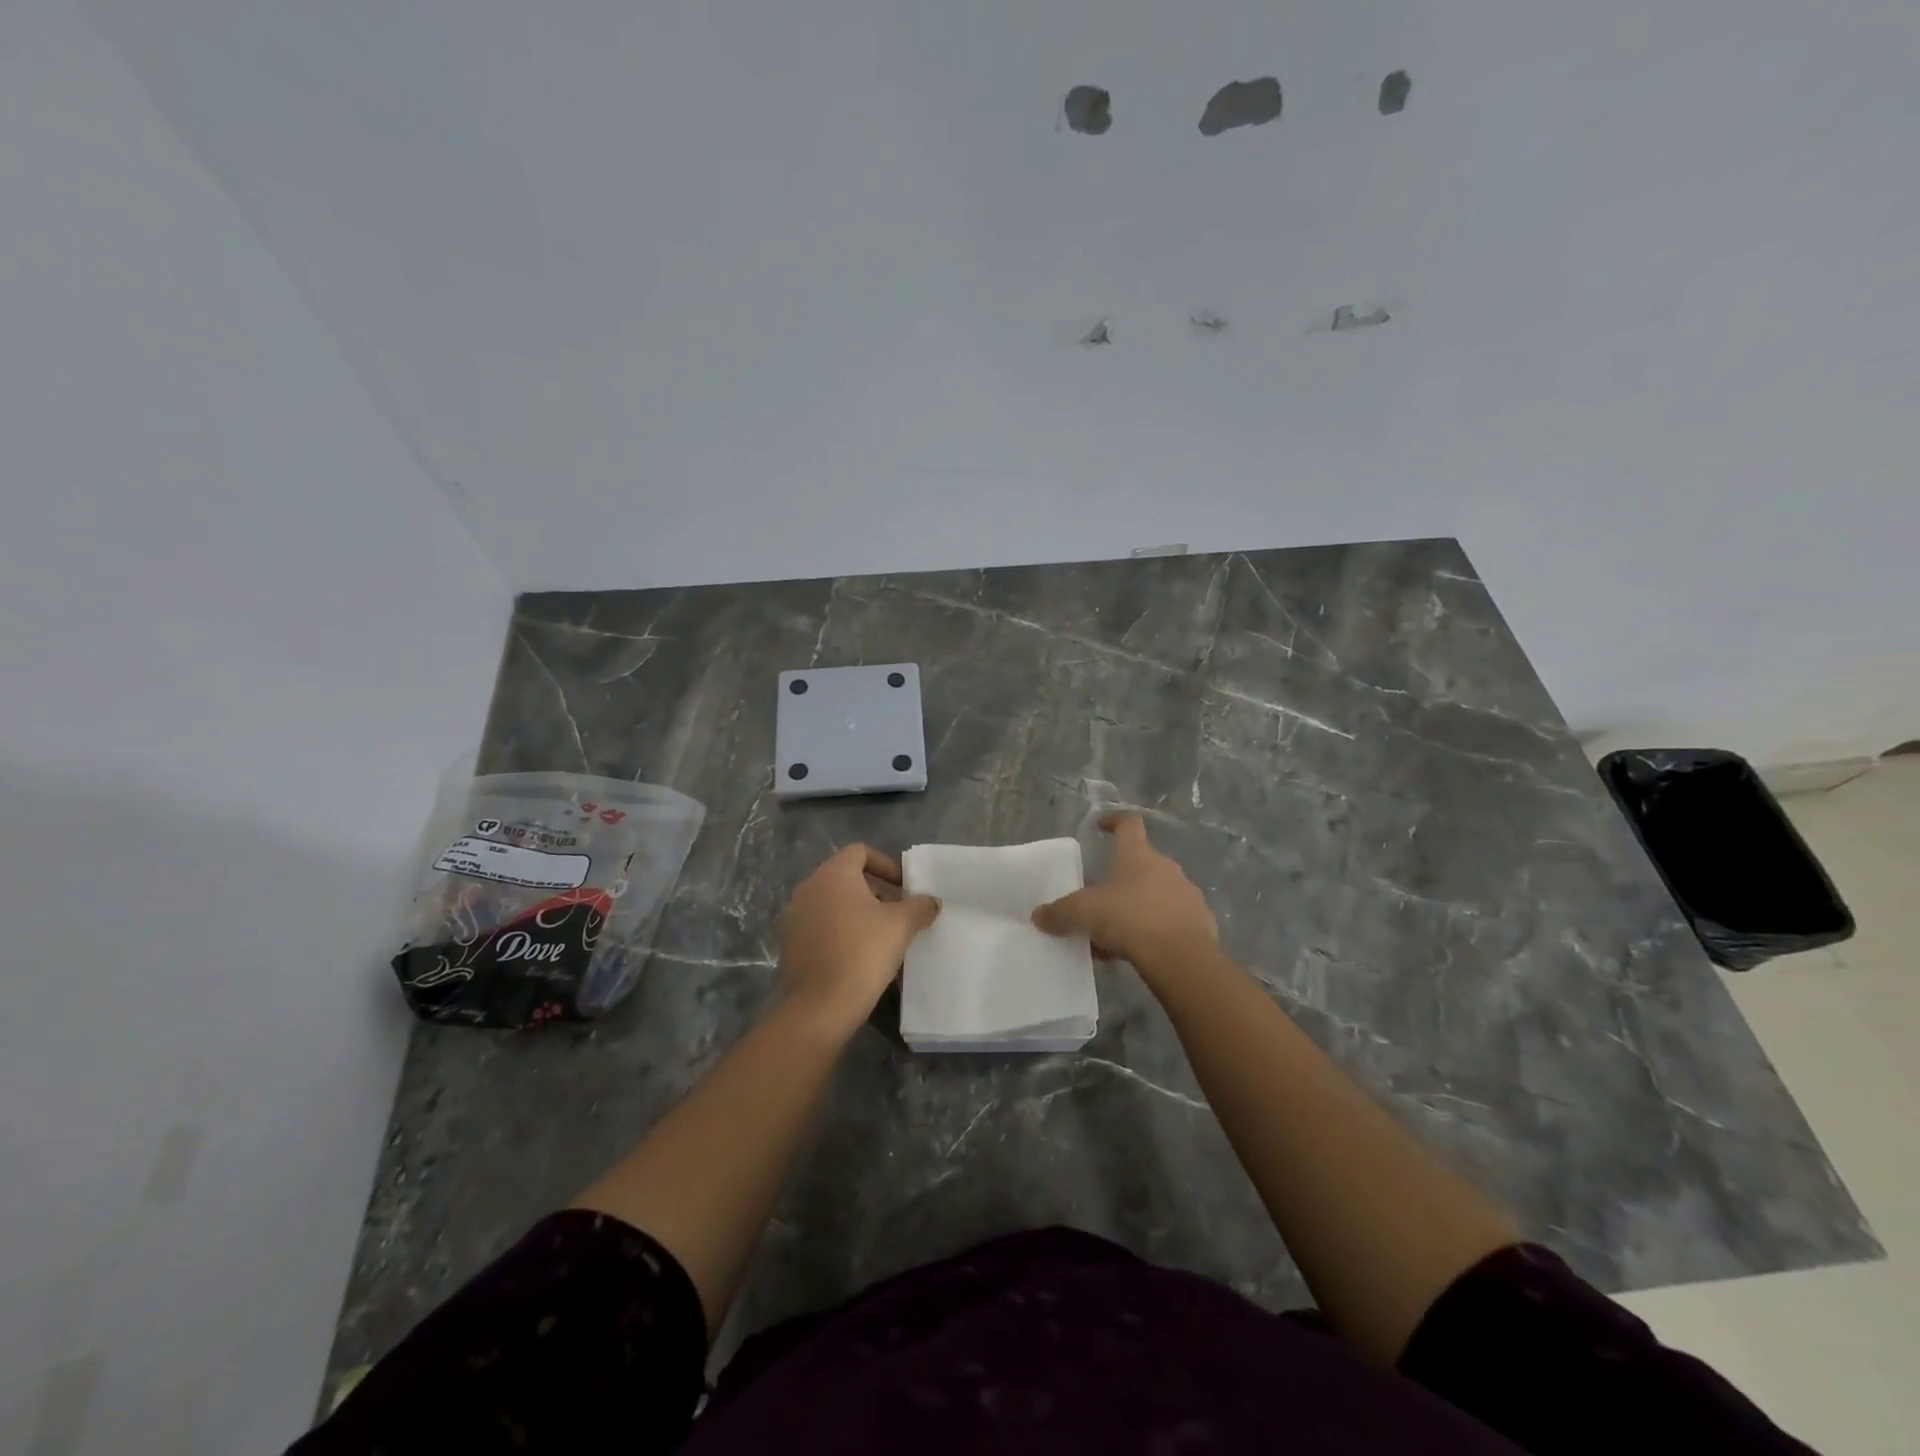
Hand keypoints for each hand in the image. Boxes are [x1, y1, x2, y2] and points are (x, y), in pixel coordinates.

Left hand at [778, 844, 940, 1032]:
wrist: (820, 1006)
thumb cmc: (863, 952)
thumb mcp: (901, 925)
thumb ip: (920, 906)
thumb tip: (931, 901)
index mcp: (832, 874)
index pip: (860, 852)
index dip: (886, 865)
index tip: (904, 888)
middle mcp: (809, 888)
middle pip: (847, 878)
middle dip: (876, 893)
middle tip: (899, 915)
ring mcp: (795, 917)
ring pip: (834, 905)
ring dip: (860, 915)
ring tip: (884, 939)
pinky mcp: (791, 945)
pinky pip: (822, 928)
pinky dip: (842, 934)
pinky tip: (861, 959)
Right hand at [1032, 814, 1216, 976]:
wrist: (1182, 957)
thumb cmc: (1130, 919)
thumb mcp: (1084, 914)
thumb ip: (1060, 913)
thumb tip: (1038, 916)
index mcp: (1138, 855)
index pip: (1128, 824)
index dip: (1114, 821)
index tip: (1100, 827)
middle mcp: (1165, 867)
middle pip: (1141, 863)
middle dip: (1121, 877)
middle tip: (1100, 897)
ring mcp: (1186, 893)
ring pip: (1156, 893)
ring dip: (1137, 906)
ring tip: (1116, 933)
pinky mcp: (1200, 922)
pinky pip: (1171, 919)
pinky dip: (1154, 929)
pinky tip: (1138, 951)